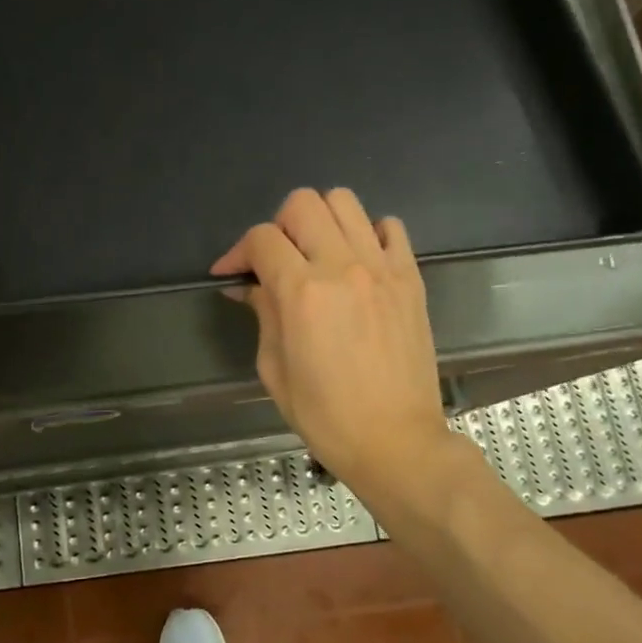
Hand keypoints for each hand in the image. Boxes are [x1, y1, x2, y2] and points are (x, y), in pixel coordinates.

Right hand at [212, 188, 469, 500]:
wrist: (395, 440)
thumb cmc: (325, 415)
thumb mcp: (274, 369)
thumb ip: (263, 315)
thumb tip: (250, 286)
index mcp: (302, 293)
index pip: (261, 238)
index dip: (237, 251)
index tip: (230, 273)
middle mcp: (342, 267)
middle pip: (303, 203)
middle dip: (278, 225)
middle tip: (275, 260)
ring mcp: (382, 268)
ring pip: (345, 202)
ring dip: (320, 219)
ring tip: (315, 253)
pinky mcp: (411, 278)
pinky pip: (390, 227)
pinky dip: (367, 232)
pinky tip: (356, 261)